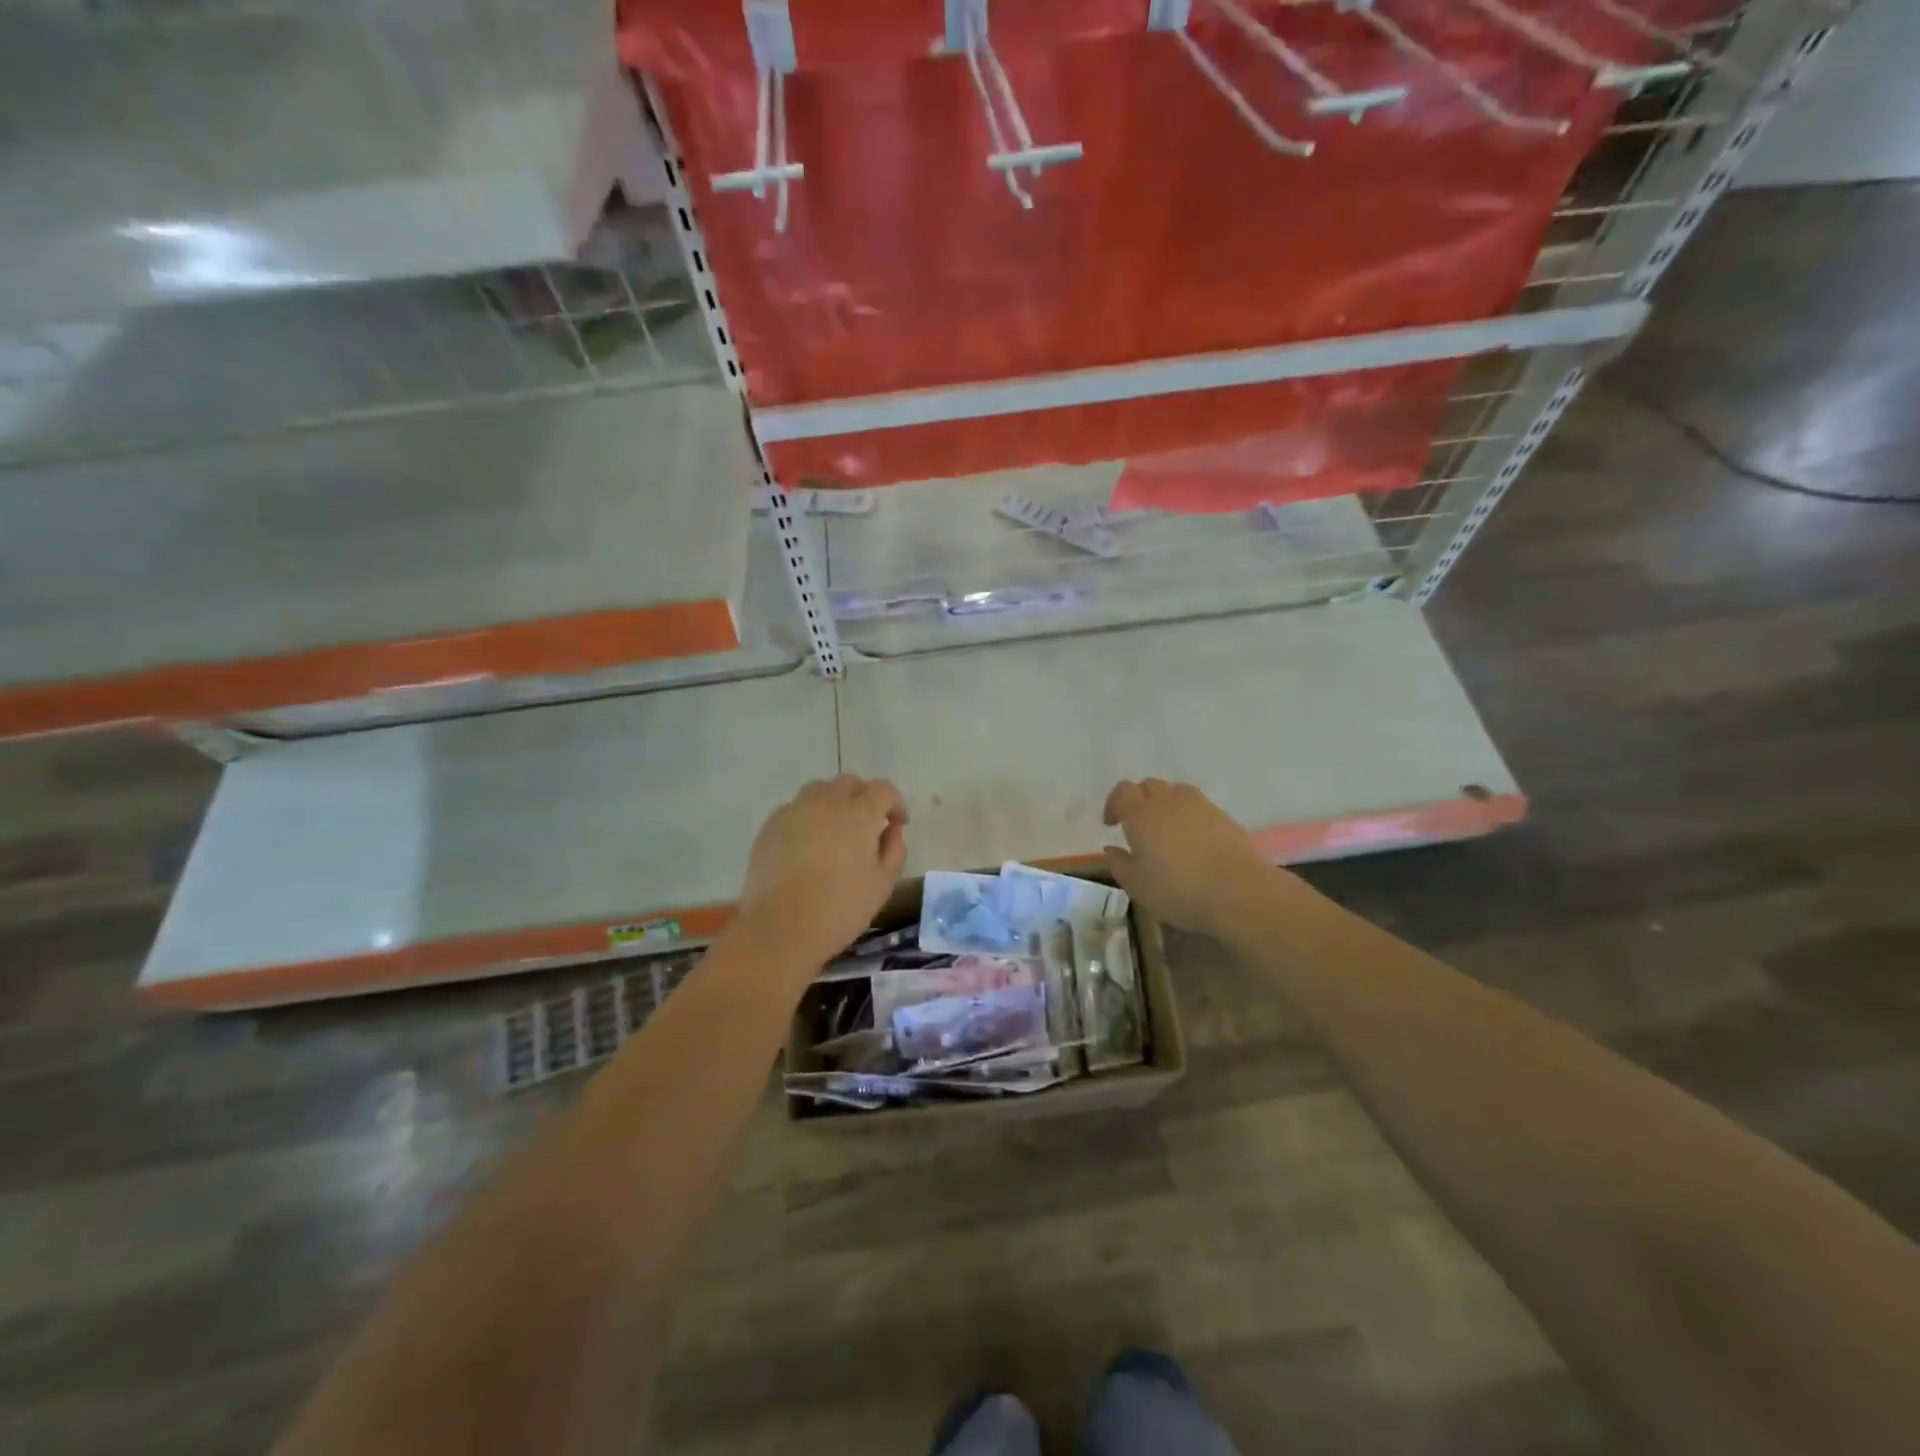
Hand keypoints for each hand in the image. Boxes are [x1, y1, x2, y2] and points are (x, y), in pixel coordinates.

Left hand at [736, 776, 908, 970]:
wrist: (780, 928)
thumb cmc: (840, 908)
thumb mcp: (883, 884)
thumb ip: (894, 850)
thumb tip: (890, 830)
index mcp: (859, 813)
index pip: (883, 790)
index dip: (895, 804)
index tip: (897, 825)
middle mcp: (826, 802)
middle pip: (849, 783)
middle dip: (864, 797)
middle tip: (867, 825)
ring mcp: (794, 811)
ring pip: (819, 790)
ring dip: (834, 802)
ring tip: (835, 831)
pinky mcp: (770, 826)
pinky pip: (795, 810)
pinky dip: (807, 818)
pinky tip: (807, 846)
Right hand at [1103, 779, 1274, 937]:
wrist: (1238, 891)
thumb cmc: (1178, 890)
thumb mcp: (1137, 886)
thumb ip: (1119, 864)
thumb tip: (1111, 849)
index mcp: (1141, 814)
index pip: (1122, 792)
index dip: (1114, 804)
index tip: (1112, 824)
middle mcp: (1168, 801)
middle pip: (1148, 785)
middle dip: (1139, 800)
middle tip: (1138, 826)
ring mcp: (1198, 805)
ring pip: (1175, 791)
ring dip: (1165, 803)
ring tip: (1166, 829)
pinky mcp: (1222, 815)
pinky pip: (1197, 805)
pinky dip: (1188, 814)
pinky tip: (1192, 839)